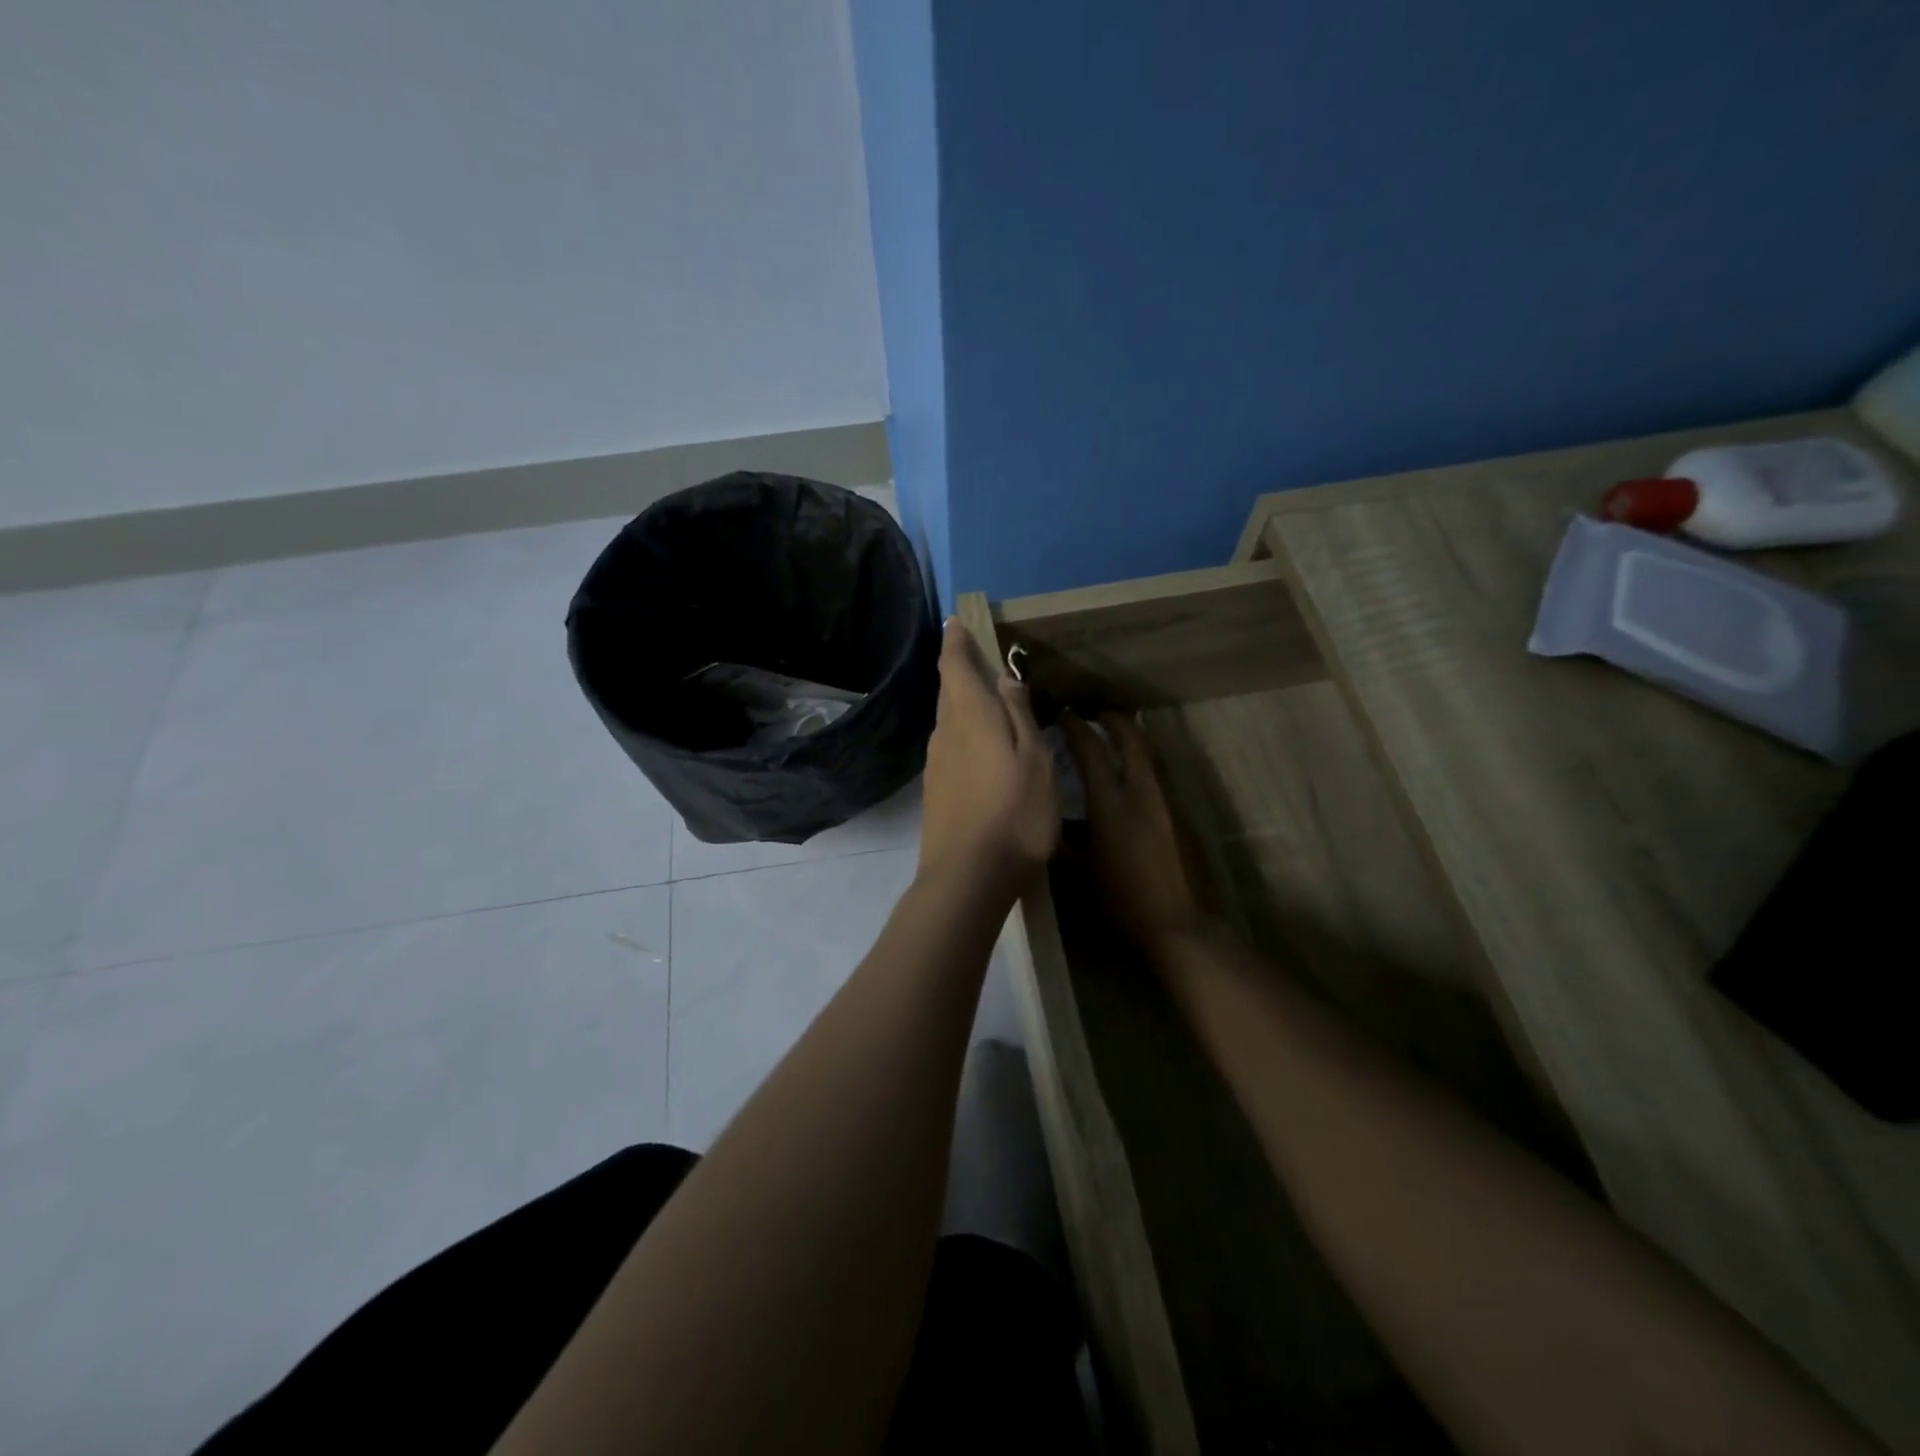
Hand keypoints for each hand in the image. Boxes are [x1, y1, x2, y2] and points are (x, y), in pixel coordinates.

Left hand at [918, 619, 1057, 888]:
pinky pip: (948, 745)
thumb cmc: (1014, 814)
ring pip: (948, 719)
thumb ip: (1019, 716)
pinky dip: (962, 732)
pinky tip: (979, 745)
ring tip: (985, 698)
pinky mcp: (935, 790)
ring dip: (962, 702)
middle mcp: (945, 733)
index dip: (955, 642)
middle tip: (977, 656)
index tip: (955, 622)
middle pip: (948, 691)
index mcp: (970, 717)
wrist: (967, 877)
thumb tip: (1004, 679)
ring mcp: (936, 764)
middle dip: (959, 669)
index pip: (954, 666)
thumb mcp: (1034, 761)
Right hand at [1060, 712, 1212, 954]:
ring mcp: (1167, 803)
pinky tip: (1136, 775)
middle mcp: (1142, 793)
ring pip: (1151, 755)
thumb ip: (1061, 841)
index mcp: (1111, 805)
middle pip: (1131, 740)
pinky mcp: (1183, 816)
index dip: (1076, 728)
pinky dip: (1146, 763)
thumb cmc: (1122, 901)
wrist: (1180, 927)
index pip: (1091, 752)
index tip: (1064, 714)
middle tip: (1098, 713)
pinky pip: (1160, 775)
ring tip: (1118, 734)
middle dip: (1114, 720)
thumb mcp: (1080, 873)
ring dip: (1134, 738)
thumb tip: (1044, 819)